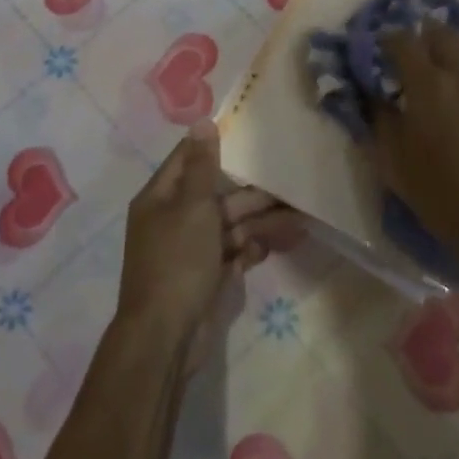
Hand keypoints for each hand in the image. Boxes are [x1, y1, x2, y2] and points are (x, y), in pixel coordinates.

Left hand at [117, 120, 302, 371]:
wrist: (165, 336)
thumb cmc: (177, 261)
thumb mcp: (191, 207)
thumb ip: (201, 166)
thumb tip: (201, 122)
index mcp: (161, 198)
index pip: (189, 159)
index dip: (216, 145)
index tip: (250, 133)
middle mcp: (174, 219)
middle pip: (217, 195)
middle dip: (252, 192)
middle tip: (289, 184)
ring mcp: (190, 249)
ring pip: (230, 225)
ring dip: (260, 222)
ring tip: (297, 219)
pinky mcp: (206, 275)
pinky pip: (232, 253)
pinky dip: (250, 250)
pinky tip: (269, 249)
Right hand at [374, 24, 458, 268]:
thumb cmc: (434, 190)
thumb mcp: (390, 158)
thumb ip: (379, 118)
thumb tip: (374, 94)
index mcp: (427, 83)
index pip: (403, 42)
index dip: (390, 39)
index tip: (384, 48)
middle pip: (444, 35)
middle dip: (427, 36)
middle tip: (420, 50)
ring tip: (455, 66)